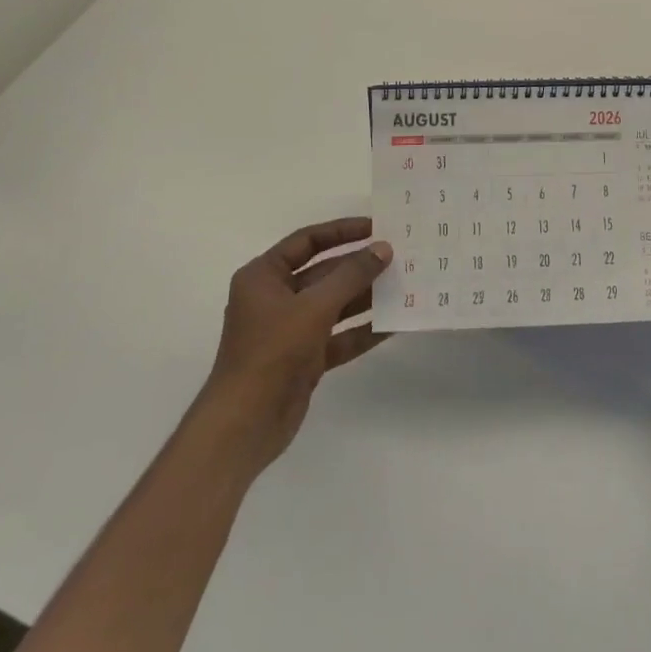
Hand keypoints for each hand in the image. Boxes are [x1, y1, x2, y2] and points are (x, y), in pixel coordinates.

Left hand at [199, 217, 391, 472]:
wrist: (245, 424)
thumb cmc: (272, 352)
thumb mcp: (314, 307)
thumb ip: (351, 275)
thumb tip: (383, 249)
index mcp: (263, 276)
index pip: (307, 241)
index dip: (342, 231)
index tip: (377, 227)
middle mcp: (275, 298)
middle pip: (324, 273)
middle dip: (360, 266)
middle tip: (400, 257)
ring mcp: (290, 330)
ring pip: (335, 305)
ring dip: (366, 297)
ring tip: (405, 286)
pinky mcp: (304, 359)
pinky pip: (339, 336)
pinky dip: (362, 331)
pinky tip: (394, 324)